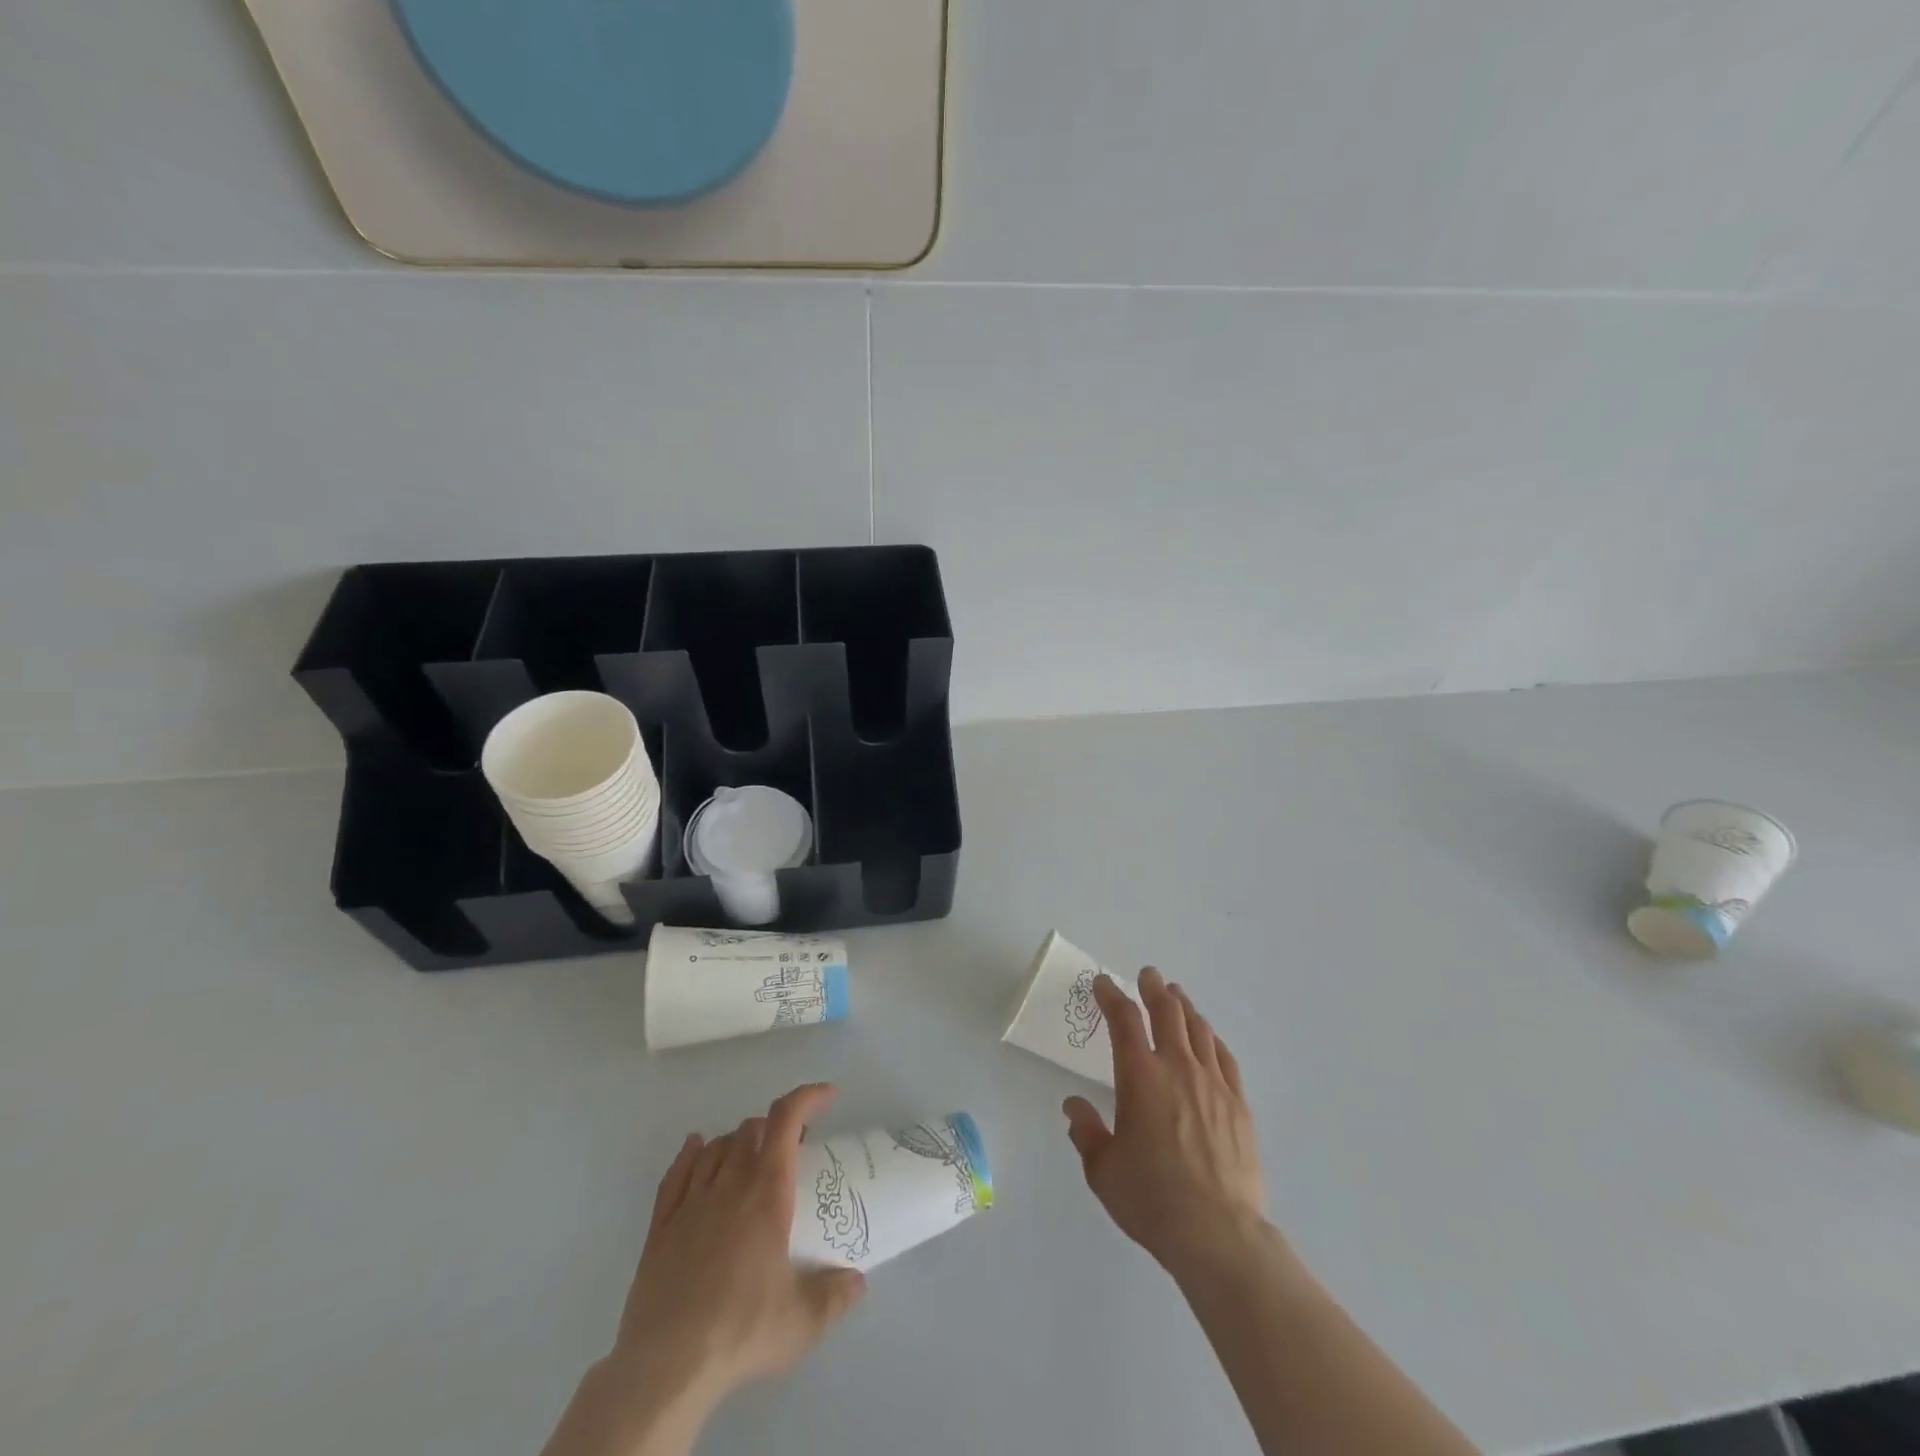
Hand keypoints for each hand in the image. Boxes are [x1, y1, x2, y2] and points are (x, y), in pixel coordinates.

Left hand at [611, 1084, 866, 1413]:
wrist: (666, 1367)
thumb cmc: (742, 1330)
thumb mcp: (803, 1321)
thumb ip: (836, 1296)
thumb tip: (857, 1282)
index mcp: (767, 1191)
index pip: (787, 1118)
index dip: (809, 1097)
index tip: (829, 1096)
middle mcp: (729, 1183)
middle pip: (752, 1129)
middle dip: (776, 1129)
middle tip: (793, 1152)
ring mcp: (690, 1201)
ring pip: (717, 1146)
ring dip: (739, 1142)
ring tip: (752, 1160)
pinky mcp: (660, 1226)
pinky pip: (676, 1172)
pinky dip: (691, 1153)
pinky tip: (696, 1148)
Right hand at [1062, 969, 1266, 1275]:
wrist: (1218, 1233)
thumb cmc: (1151, 1199)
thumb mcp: (1103, 1170)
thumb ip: (1086, 1132)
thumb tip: (1074, 1106)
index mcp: (1139, 1076)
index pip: (1123, 1020)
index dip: (1111, 995)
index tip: (1103, 984)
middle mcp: (1177, 1068)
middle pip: (1167, 1012)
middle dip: (1154, 988)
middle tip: (1148, 975)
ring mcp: (1213, 1084)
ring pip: (1199, 1030)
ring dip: (1184, 1007)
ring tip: (1177, 997)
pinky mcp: (1239, 1105)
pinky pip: (1225, 1058)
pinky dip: (1213, 1039)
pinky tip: (1210, 1039)